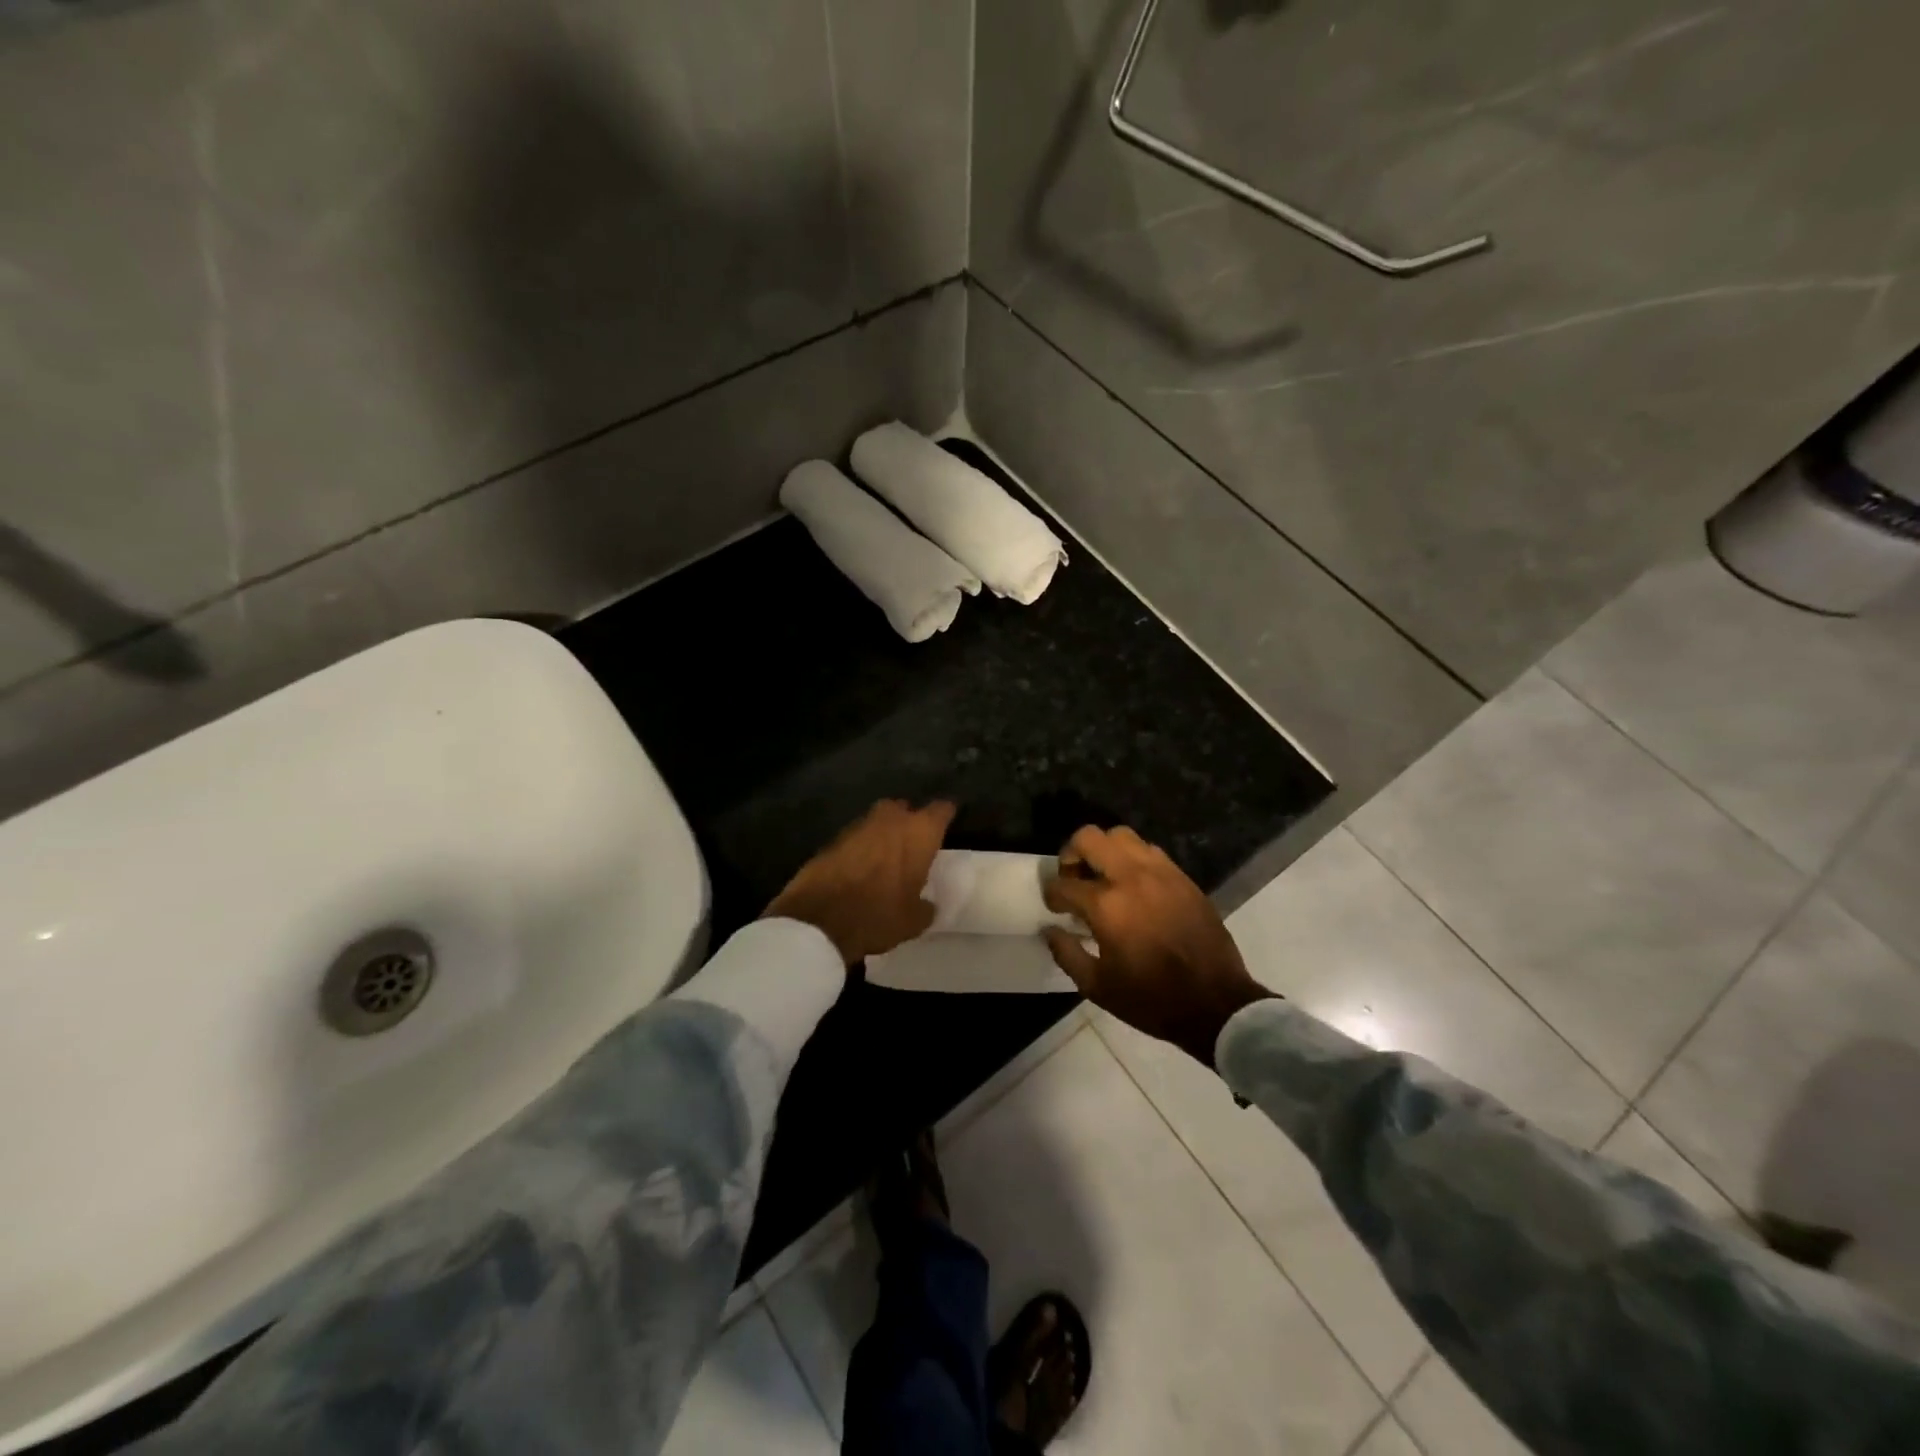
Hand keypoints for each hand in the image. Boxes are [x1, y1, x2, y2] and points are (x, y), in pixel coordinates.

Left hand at [763, 799, 955, 965]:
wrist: (818, 919)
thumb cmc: (878, 915)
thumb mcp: (913, 921)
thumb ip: (925, 907)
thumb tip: (927, 905)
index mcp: (919, 832)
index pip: (941, 810)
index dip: (946, 814)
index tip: (950, 821)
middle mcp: (890, 819)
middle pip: (905, 809)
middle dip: (910, 821)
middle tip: (914, 843)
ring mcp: (858, 826)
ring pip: (878, 821)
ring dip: (883, 834)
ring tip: (887, 858)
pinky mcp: (832, 838)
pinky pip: (856, 838)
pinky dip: (861, 848)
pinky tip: (861, 868)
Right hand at [1043, 825, 1273, 1063]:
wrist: (1216, 1003)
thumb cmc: (1151, 999)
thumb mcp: (1097, 986)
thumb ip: (1066, 953)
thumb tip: (1050, 930)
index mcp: (1107, 905)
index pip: (1064, 884)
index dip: (1052, 895)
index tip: (1055, 907)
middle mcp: (1131, 877)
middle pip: (1089, 838)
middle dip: (1071, 854)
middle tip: (1074, 878)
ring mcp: (1161, 873)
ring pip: (1122, 835)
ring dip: (1105, 851)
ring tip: (1104, 877)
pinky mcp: (1182, 878)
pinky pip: (1150, 851)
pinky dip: (1133, 859)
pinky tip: (1134, 886)